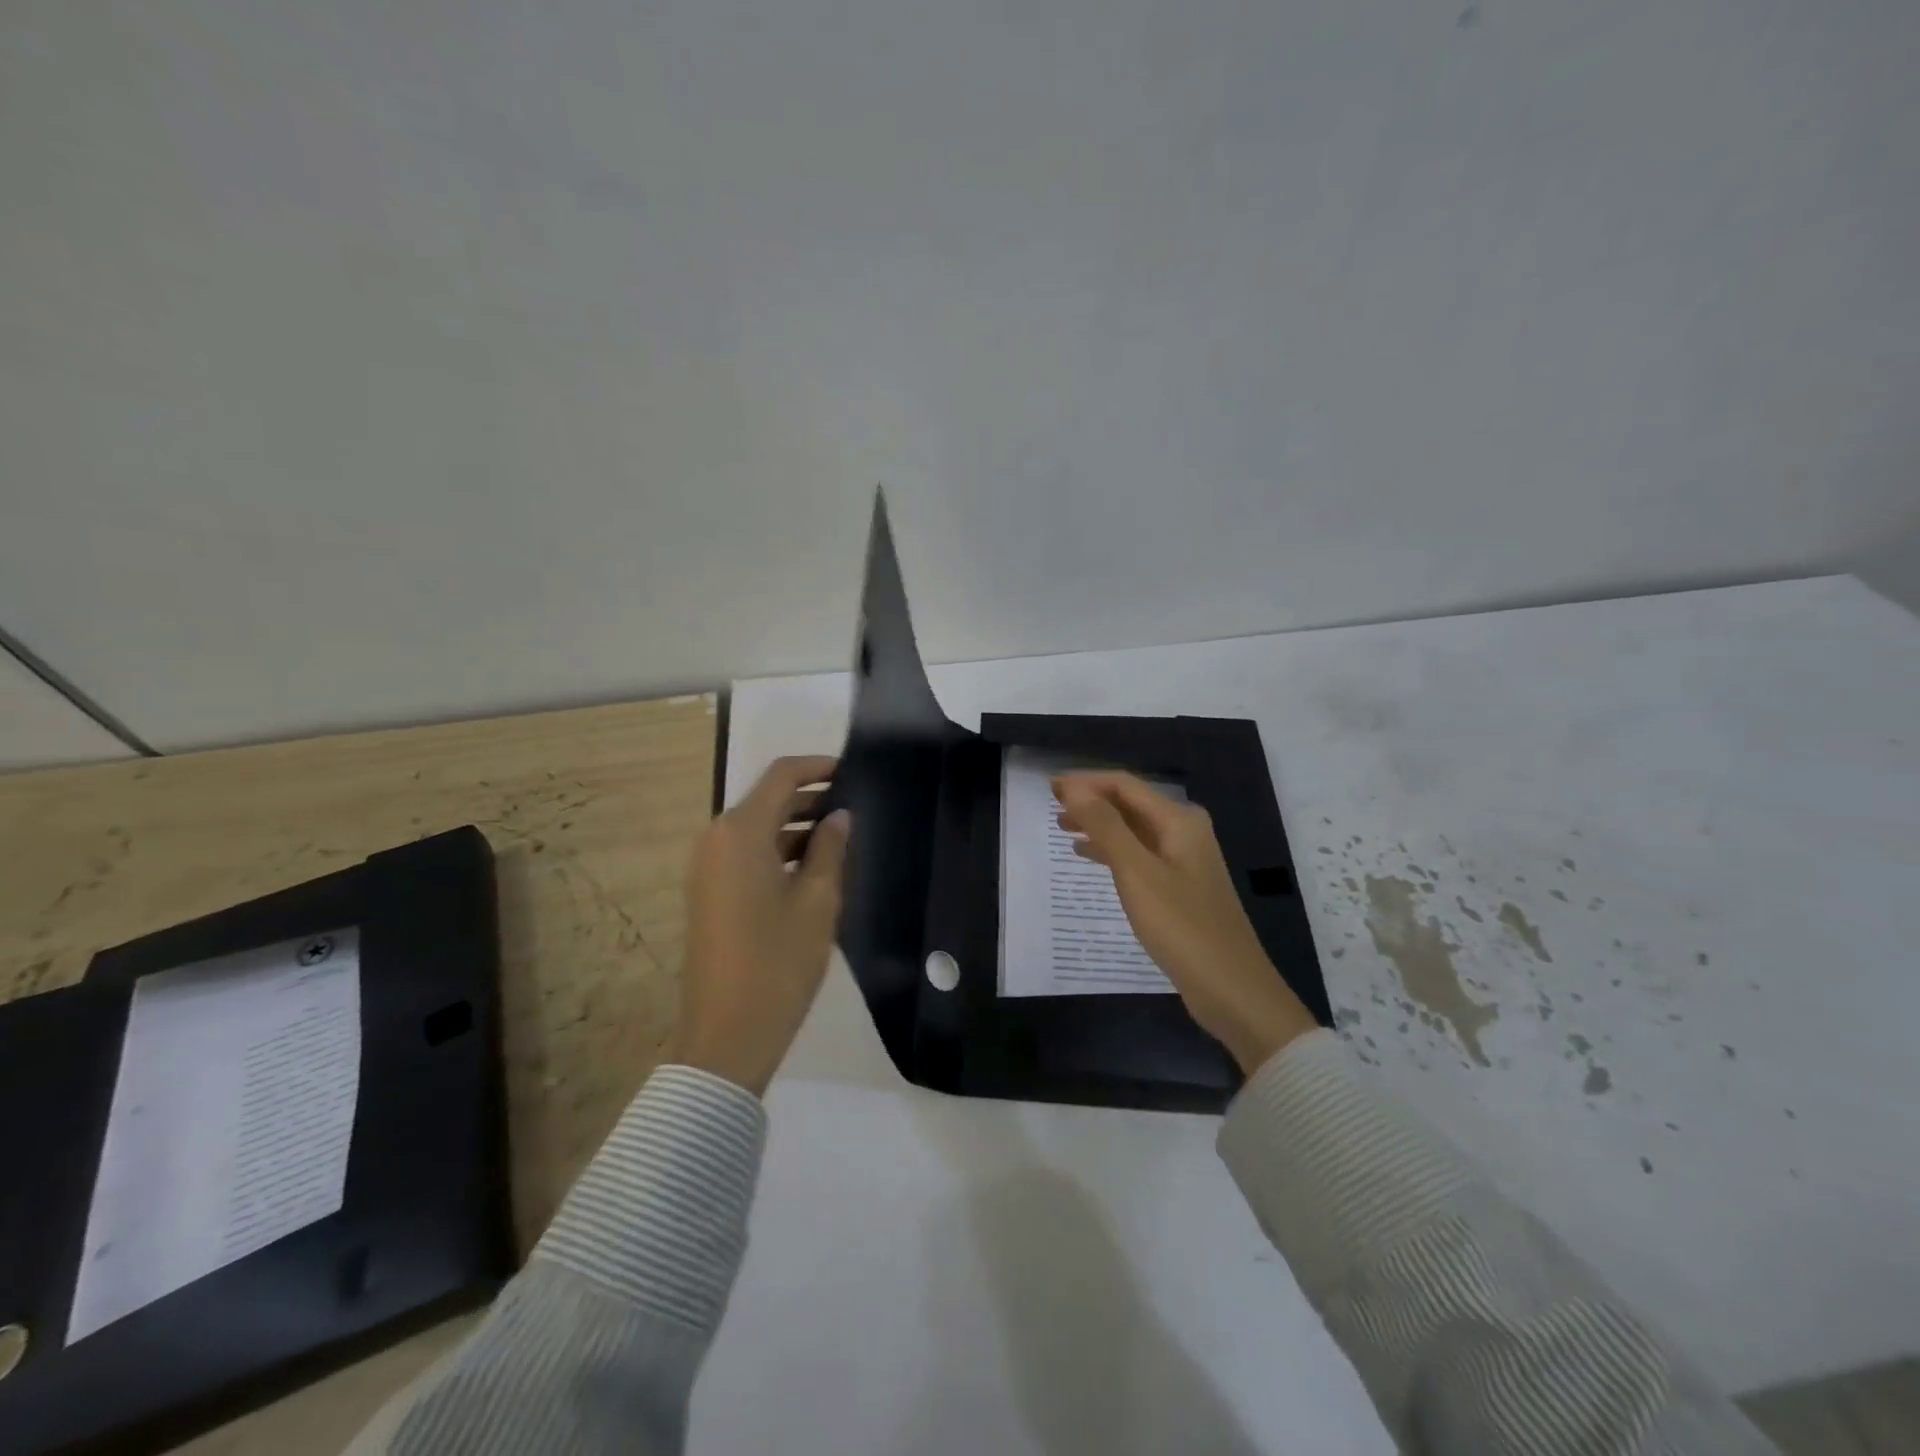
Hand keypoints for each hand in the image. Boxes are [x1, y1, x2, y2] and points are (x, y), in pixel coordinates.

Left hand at [673, 755, 850, 1094]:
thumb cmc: (779, 961)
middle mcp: (716, 840)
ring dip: (796, 827)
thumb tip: (839, 816)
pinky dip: (778, 851)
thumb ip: (830, 848)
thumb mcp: (818, 901)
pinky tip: (814, 869)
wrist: (727, 1034)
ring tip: (842, 838)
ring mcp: (707, 868)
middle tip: (856, 807)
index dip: (818, 767)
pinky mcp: (709, 894)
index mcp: (740, 832)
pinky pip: (746, 855)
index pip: (782, 776)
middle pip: (767, 801)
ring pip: (757, 829)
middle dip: (810, 798)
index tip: (853, 771)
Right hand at [1055, 771, 1315, 1073]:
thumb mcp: (1137, 872)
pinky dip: (1112, 850)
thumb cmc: (1182, 926)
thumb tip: (1073, 788)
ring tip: (1062, 826)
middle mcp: (1184, 832)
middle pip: (1130, 803)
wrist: (1231, 988)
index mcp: (1179, 821)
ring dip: (1099, 824)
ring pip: (1133, 830)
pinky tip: (1089, 856)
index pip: (1125, 785)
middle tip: (1052, 805)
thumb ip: (1105, 826)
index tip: (1050, 787)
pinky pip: (1139, 854)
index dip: (1086, 782)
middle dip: (1091, 800)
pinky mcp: (1180, 887)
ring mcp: (1184, 861)